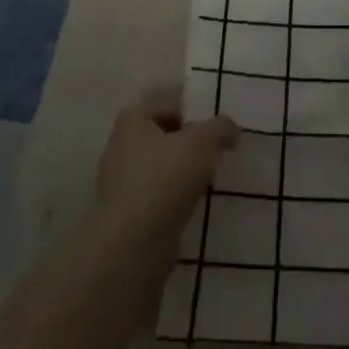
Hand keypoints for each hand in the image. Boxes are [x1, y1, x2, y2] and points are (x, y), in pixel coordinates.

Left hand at [94, 97, 237, 249]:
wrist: (134, 243)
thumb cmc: (165, 178)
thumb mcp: (203, 142)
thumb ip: (221, 128)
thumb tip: (230, 129)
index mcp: (132, 120)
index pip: (168, 105)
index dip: (194, 114)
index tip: (215, 131)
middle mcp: (119, 146)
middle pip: (163, 136)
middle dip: (187, 144)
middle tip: (213, 154)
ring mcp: (117, 182)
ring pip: (158, 167)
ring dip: (180, 172)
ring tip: (205, 181)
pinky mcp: (123, 213)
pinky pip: (154, 194)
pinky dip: (171, 197)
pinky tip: (188, 206)